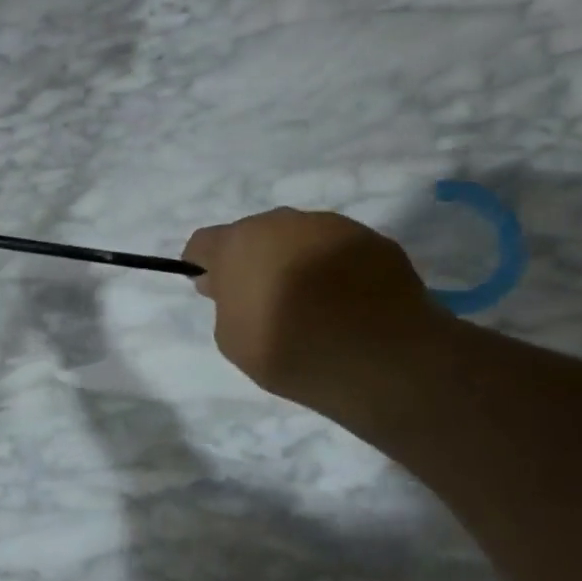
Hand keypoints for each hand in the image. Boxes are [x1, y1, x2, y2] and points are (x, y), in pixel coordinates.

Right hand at [183, 209, 442, 406]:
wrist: (379, 357)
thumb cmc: (288, 349)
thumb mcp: (232, 340)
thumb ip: (225, 305)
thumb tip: (232, 287)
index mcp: (239, 244)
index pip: (204, 242)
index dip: (202, 264)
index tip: (212, 290)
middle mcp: (283, 223)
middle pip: (255, 236)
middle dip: (253, 261)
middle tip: (263, 299)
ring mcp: (333, 226)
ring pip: (300, 239)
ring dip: (295, 261)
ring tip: (311, 303)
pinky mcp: (375, 240)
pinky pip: (340, 251)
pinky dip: (335, 270)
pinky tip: (345, 304)